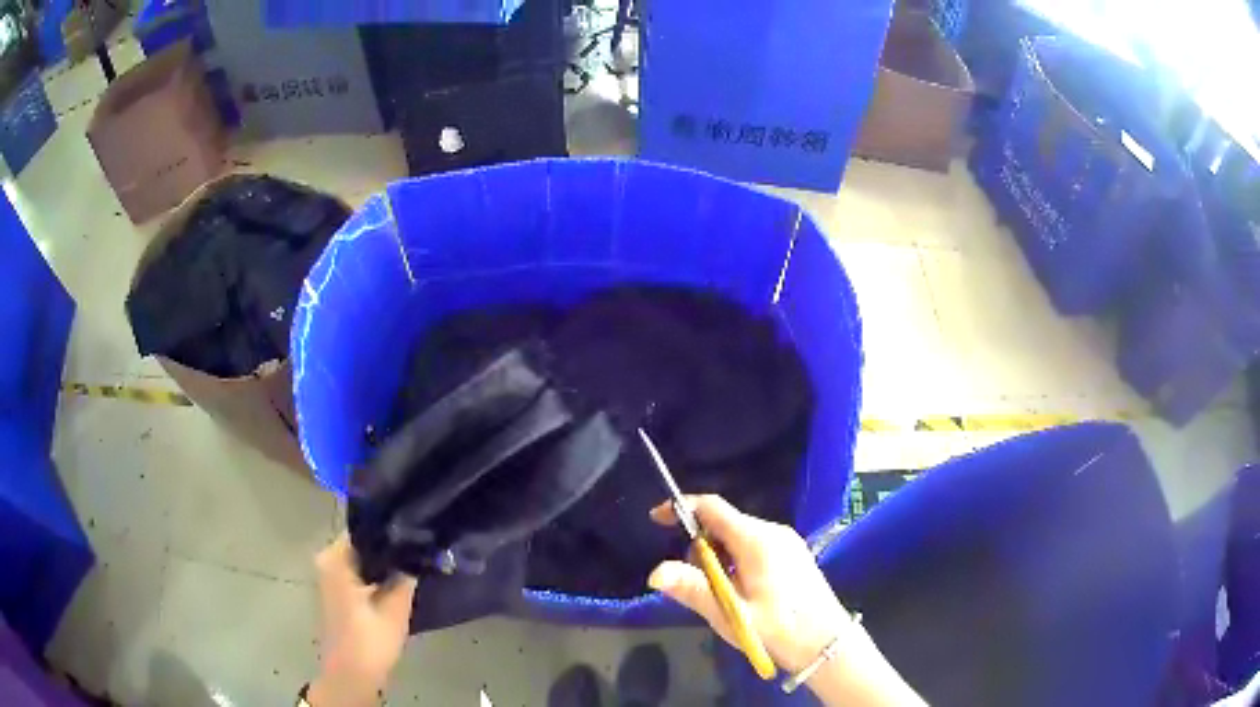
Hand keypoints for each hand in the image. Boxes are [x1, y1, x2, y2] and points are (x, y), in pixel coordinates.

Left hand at [309, 534, 416, 706]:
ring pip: (363, 558)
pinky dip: (377, 574)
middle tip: (422, 545)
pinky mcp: (337, 592)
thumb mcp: (396, 606)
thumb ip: (406, 573)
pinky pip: (359, 571)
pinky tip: (400, 579)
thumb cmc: (370, 639)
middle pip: (363, 542)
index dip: (392, 527)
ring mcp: (330, 576)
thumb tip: (422, 548)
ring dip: (385, 561)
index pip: (365, 527)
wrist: (352, 675)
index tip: (418, 527)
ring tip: (416, 559)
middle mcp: (327, 560)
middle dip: (391, 545)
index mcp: (335, 558)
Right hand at [647, 495, 850, 672]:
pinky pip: (755, 548)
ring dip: (719, 558)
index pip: (712, 507)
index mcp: (757, 540)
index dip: (681, 509)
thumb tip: (654, 572)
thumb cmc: (778, 629)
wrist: (828, 644)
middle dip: (701, 546)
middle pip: (724, 524)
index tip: (655, 519)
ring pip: (739, 538)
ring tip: (722, 596)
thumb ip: (693, 590)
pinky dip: (737, 563)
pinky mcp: (794, 556)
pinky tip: (742, 594)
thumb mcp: (730, 613)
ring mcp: (787, 543)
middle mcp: (773, 532)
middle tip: (696, 584)